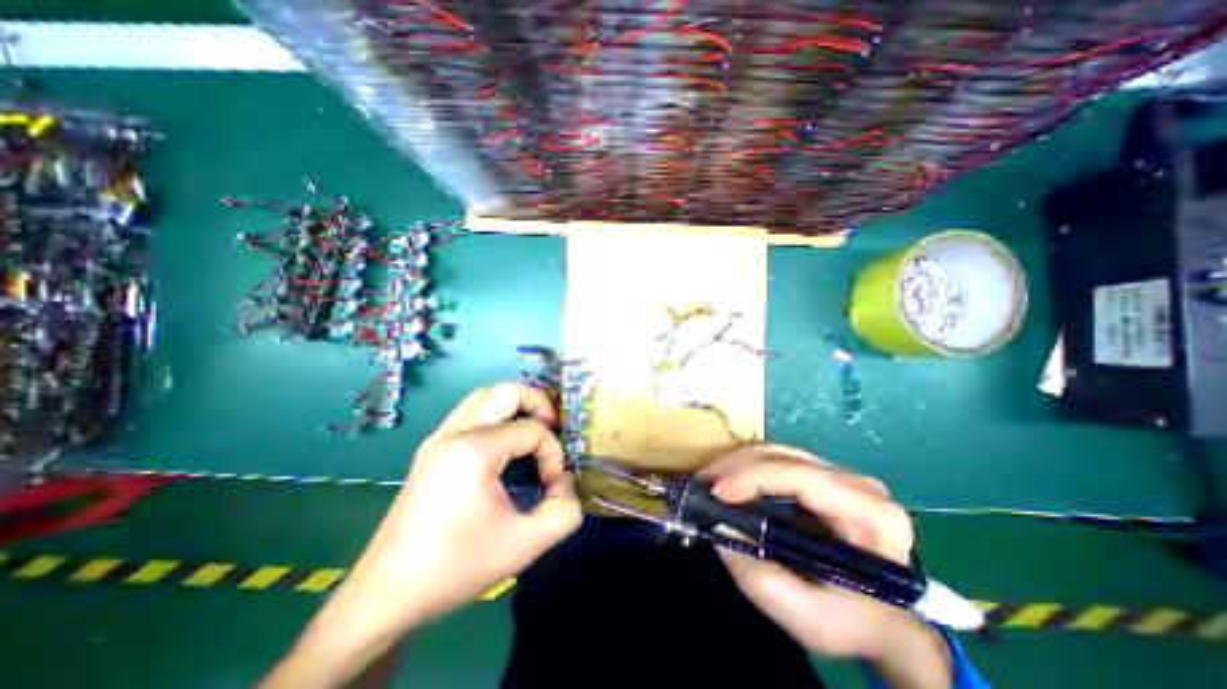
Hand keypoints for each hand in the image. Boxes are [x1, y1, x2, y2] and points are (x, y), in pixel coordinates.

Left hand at [347, 383, 580, 628]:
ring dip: (515, 404)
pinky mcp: (431, 448)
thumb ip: (563, 512)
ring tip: (533, 428)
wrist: (385, 596)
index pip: (531, 429)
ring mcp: (439, 437)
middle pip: (505, 391)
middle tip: (553, 427)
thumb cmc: (456, 567)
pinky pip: (471, 412)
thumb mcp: (524, 545)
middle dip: (538, 402)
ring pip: (485, 396)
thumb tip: (566, 483)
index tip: (553, 483)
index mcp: (474, 450)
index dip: (553, 452)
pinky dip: (496, 414)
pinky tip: (506, 442)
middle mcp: (454, 432)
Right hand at [700, 446, 945, 677]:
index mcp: (870, 515)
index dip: (754, 477)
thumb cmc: (856, 622)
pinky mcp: (825, 476)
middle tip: (702, 484)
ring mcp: (842, 475)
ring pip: (779, 453)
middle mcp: (859, 484)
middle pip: (786, 457)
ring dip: (739, 464)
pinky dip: (749, 468)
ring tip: (710, 481)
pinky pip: (779, 461)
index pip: (803, 478)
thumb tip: (718, 528)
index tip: (715, 492)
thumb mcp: (808, 619)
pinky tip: (730, 482)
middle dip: (737, 466)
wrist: (892, 621)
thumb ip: (760, 579)